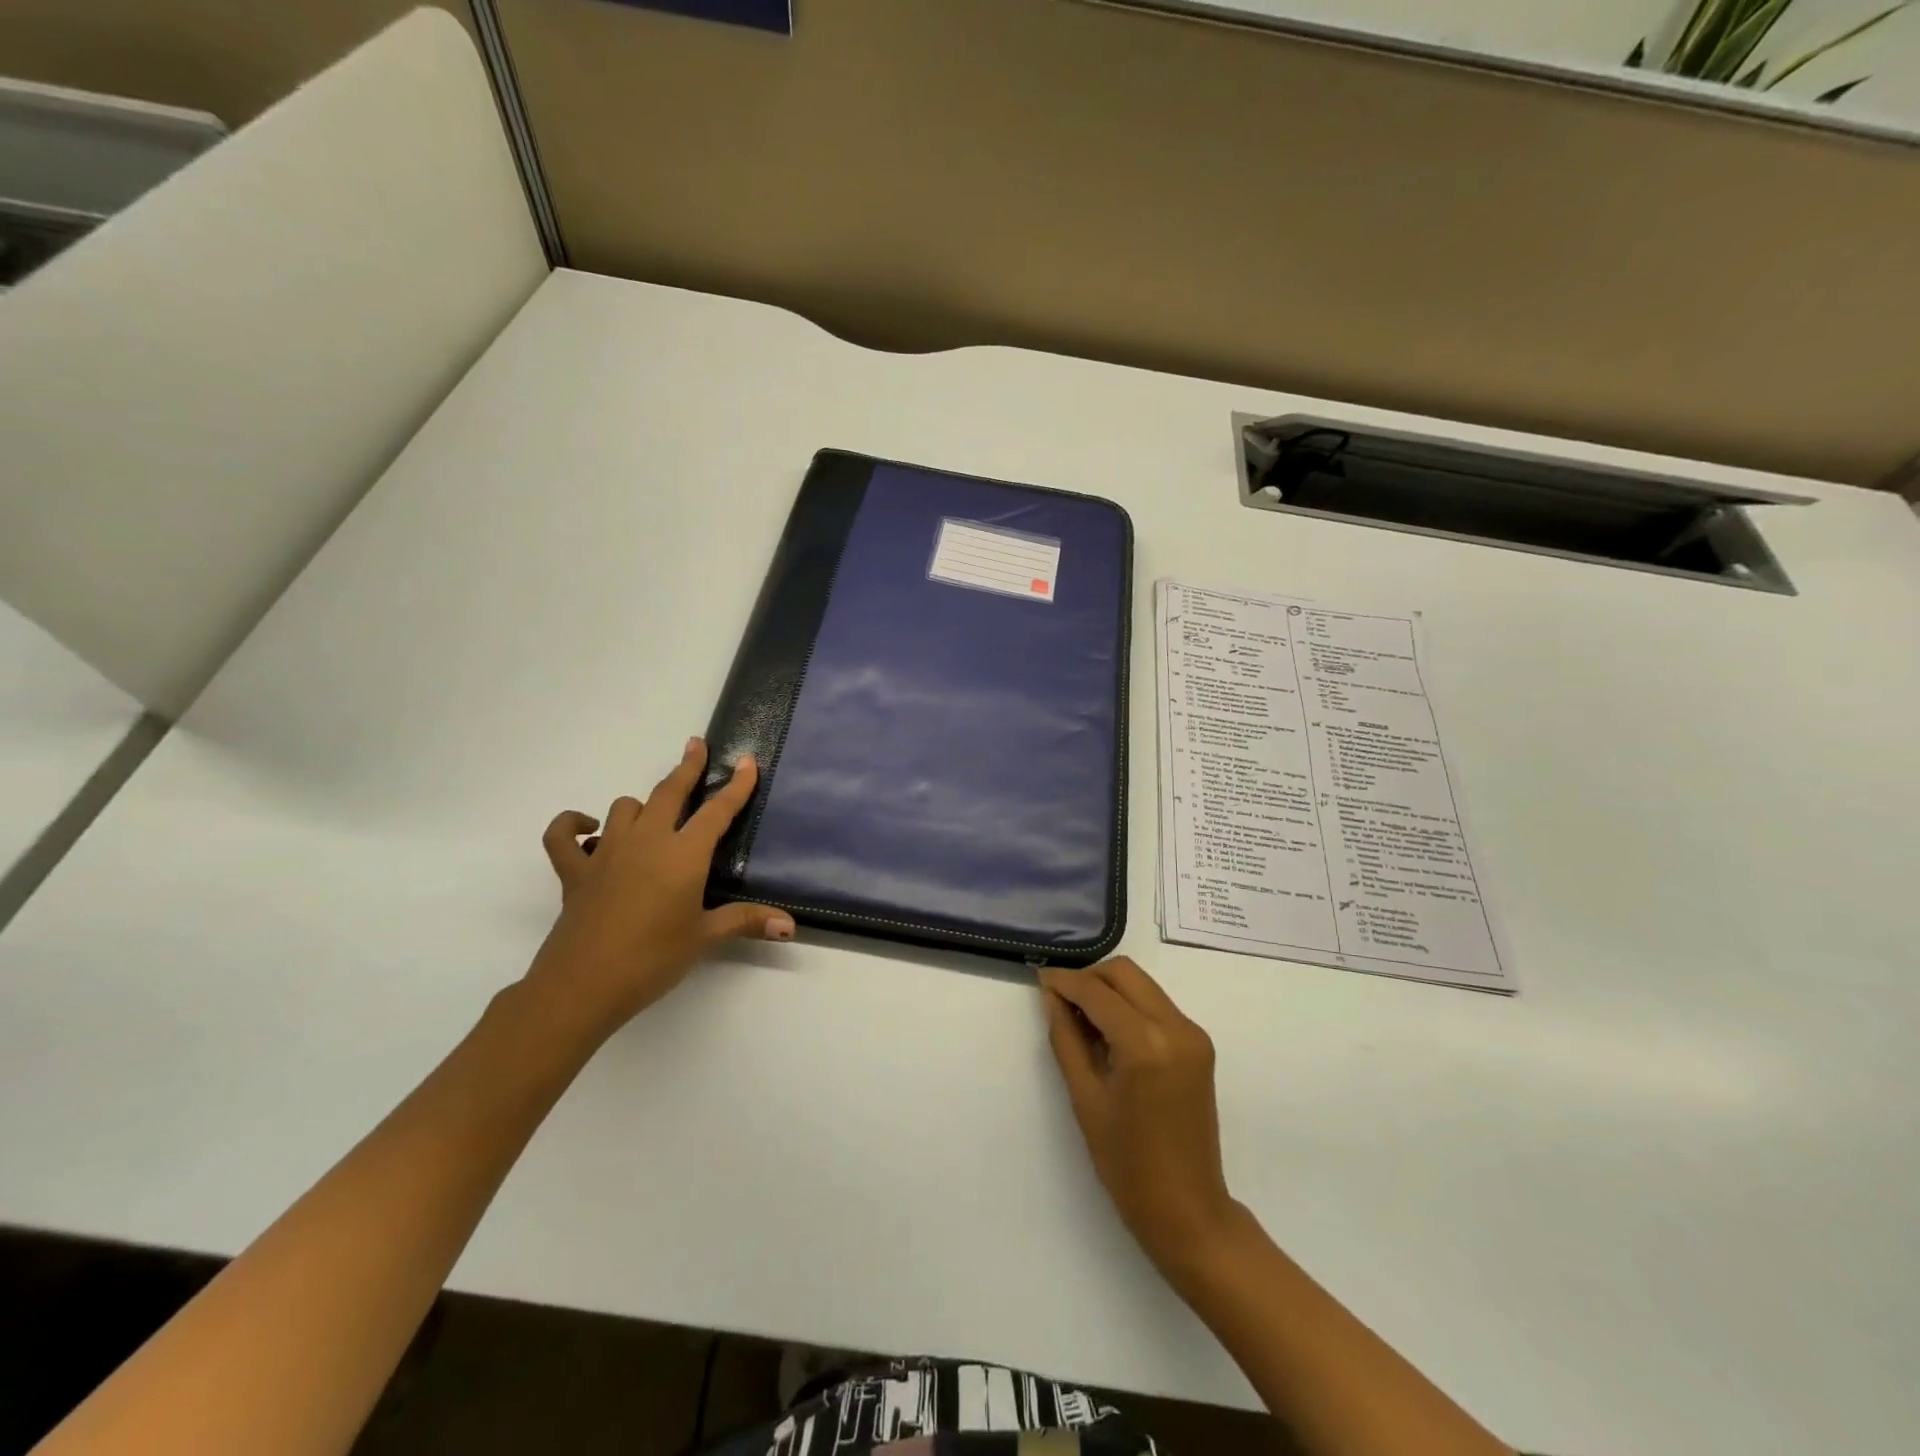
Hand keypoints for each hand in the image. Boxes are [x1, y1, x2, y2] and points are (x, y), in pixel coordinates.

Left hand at [528, 737, 794, 1036]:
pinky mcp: (574, 871)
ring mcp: (606, 852)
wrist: (583, 986)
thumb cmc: (652, 959)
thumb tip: (791, 926)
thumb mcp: (704, 938)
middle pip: (669, 792)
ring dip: (642, 806)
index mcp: (683, 855)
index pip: (717, 811)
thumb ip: (746, 921)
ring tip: (654, 815)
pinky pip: (563, 836)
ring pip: (625, 807)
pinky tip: (586, 829)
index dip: (736, 786)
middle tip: (696, 746)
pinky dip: (572, 826)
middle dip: (687, 767)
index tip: (747, 761)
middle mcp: (647, 841)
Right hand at [1041, 958, 1239, 1277]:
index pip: (1097, 992)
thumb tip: (1051, 996)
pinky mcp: (1199, 1045)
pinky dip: (1129, 1006)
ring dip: (1109, 989)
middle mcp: (1176, 1027)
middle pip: (1125, 973)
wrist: (1188, 1210)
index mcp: (1145, 1043)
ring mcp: (1193, 1034)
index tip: (1039, 979)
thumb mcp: (1085, 1098)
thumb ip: (1066, 1038)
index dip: (1064, 981)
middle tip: (1059, 999)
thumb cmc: (1127, 1164)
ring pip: (1142, 984)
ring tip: (1080, 1018)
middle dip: (1089, 977)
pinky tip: (1108, 1032)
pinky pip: (1157, 1005)